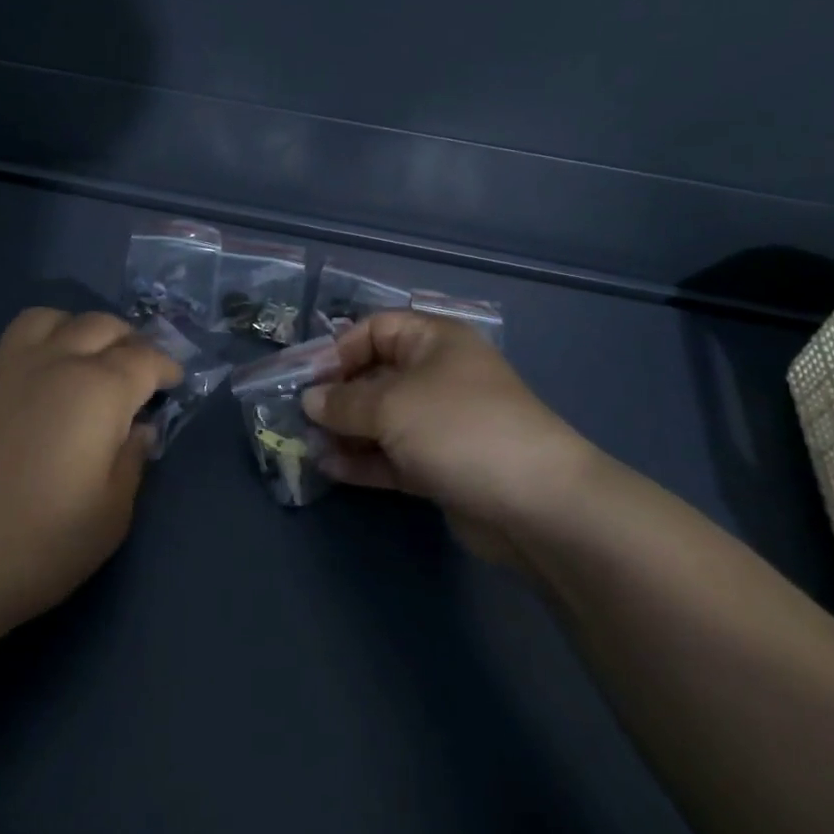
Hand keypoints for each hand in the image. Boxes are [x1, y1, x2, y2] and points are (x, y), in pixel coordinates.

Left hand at [0, 308, 180, 629]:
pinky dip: (38, 343)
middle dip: (129, 341)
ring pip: (52, 317)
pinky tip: (37, 378)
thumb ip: (133, 461)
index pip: (145, 359)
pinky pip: (13, 339)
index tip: (173, 383)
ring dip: (79, 329)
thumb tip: (138, 429)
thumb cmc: (37, 545)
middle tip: (138, 370)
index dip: (166, 367)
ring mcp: (7, 365)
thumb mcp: (111, 515)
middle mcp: (56, 361)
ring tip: (85, 359)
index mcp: (99, 389)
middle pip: (101, 325)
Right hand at [302, 312, 601, 564]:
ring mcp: (442, 423)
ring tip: (308, 446)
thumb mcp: (391, 406)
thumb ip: (344, 402)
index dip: (339, 349)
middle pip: (376, 375)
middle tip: (298, 417)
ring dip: (346, 431)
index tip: (306, 378)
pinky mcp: (442, 465)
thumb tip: (310, 400)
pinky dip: (364, 460)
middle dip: (337, 395)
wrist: (536, 503)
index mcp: (434, 341)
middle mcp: (438, 376)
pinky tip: (330, 469)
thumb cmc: (458, 428)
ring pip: (382, 420)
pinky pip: (394, 455)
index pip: (376, 329)